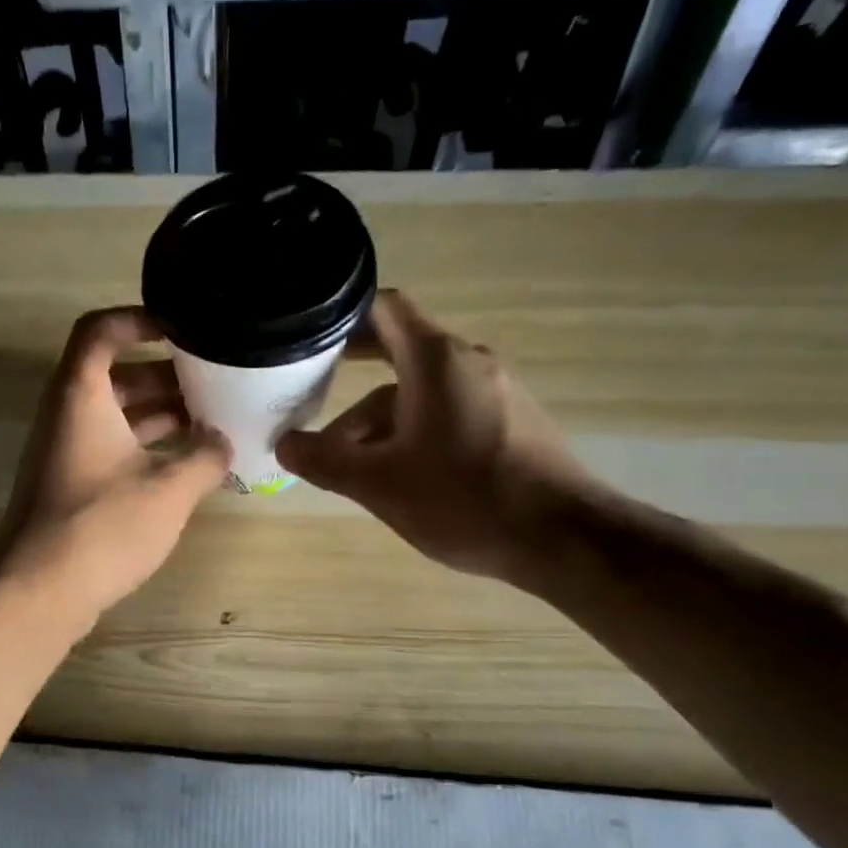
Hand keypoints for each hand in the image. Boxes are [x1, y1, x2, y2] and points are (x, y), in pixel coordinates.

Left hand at [0, 307, 229, 628]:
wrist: (38, 592)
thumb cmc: (103, 526)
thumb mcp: (169, 489)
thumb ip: (206, 457)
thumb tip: (224, 442)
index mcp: (82, 395)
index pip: (101, 329)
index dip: (140, 319)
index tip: (184, 328)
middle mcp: (68, 415)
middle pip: (116, 374)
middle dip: (168, 375)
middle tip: (217, 381)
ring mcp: (67, 453)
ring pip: (118, 416)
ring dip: (163, 416)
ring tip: (215, 422)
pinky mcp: (72, 487)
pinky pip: (114, 450)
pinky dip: (149, 449)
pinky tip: (190, 466)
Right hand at [276, 290, 595, 583]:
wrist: (563, 538)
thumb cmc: (463, 499)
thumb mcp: (379, 484)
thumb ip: (324, 461)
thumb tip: (284, 446)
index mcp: (436, 360)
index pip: (383, 309)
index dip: (342, 315)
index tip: (309, 335)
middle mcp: (469, 363)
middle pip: (397, 358)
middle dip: (350, 385)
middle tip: (309, 403)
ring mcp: (496, 393)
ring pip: (422, 394)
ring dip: (380, 422)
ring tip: (350, 468)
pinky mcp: (512, 423)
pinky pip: (449, 413)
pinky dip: (415, 433)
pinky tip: (401, 476)